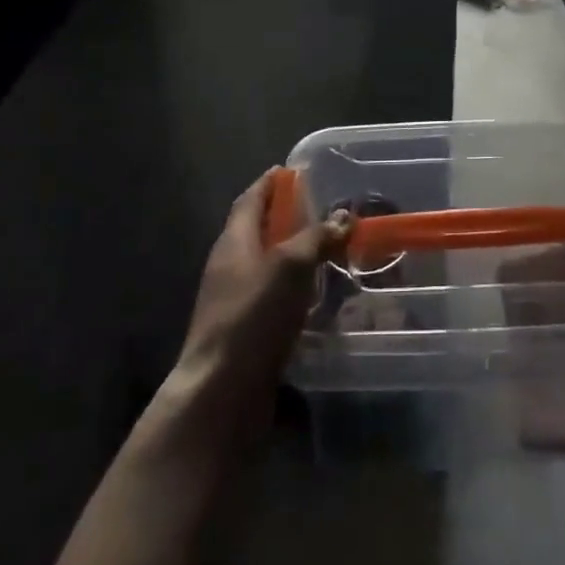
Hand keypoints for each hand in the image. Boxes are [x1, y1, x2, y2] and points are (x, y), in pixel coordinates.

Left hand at [173, 168, 352, 414]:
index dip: (270, 183)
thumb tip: (343, 216)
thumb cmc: (252, 316)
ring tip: (329, 252)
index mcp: (234, 242)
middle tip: (323, 211)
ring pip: (268, 267)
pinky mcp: (246, 334)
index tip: (292, 171)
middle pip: (258, 231)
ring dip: (294, 257)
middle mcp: (230, 267)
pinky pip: (273, 300)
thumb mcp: (291, 266)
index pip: (250, 200)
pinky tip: (320, 299)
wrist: (221, 394)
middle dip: (286, 219)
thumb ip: (317, 237)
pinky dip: (295, 291)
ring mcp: (235, 303)